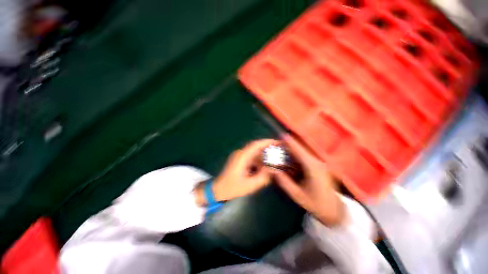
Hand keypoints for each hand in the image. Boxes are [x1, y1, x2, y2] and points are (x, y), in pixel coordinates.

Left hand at [195, 139, 277, 205]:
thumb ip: (263, 177)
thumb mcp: (249, 185)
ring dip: (264, 155)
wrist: (218, 189)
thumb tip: (274, 170)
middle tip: (279, 151)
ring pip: (254, 153)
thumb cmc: (232, 188)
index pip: (255, 145)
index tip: (277, 142)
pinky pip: (251, 157)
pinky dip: (259, 160)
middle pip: (256, 147)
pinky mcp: (239, 160)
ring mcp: (239, 156)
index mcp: (242, 157)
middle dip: (268, 148)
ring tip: (274, 159)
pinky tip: (264, 166)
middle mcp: (240, 153)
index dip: (267, 142)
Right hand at [271, 135, 343, 226]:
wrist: (335, 210)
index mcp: (313, 168)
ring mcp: (319, 163)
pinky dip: (296, 156)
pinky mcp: (318, 166)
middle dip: (289, 145)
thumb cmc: (316, 204)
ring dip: (292, 150)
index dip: (290, 142)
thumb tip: (273, 171)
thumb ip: (285, 182)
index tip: (282, 135)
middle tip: (277, 144)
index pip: (299, 151)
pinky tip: (289, 159)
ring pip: (303, 153)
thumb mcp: (298, 195)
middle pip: (301, 149)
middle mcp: (317, 162)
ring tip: (281, 150)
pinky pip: (305, 158)